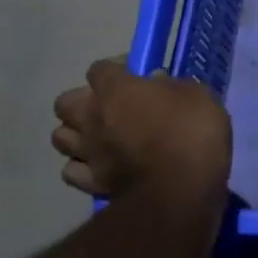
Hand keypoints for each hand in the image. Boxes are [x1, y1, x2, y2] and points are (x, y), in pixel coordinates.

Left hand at [52, 60, 232, 212]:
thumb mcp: (197, 96)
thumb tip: (156, 83)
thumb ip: (172, 86)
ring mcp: (87, 152)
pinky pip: (71, 171)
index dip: (116, 70)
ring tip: (100, 137)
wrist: (181, 188)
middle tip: (110, 107)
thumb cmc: (193, 132)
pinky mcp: (90, 183)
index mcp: (116, 89)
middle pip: (65, 102)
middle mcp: (92, 117)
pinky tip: (99, 165)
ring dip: (76, 134)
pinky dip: (81, 167)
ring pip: (60, 137)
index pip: (100, 68)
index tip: (136, 76)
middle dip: (83, 101)